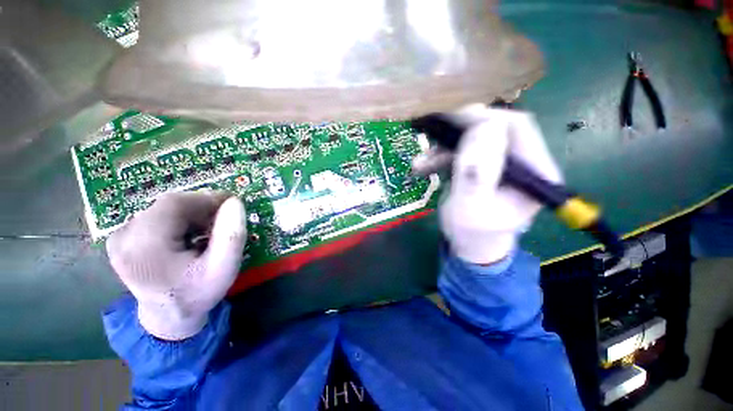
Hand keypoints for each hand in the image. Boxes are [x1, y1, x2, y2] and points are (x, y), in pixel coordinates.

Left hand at [106, 191, 246, 339]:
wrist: (169, 316)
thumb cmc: (198, 293)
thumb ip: (232, 235)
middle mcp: (123, 238)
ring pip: (163, 209)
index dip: (206, 199)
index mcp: (144, 248)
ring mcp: (119, 237)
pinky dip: (179, 219)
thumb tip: (234, 202)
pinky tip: (190, 235)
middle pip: (168, 205)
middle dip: (201, 208)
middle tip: (223, 220)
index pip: (175, 204)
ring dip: (192, 214)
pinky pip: (156, 216)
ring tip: (208, 231)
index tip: (232, 204)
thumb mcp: (225, 268)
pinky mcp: (122, 238)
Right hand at [413, 104, 562, 264]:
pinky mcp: (485, 165)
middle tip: (432, 131)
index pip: (517, 129)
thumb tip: (481, 128)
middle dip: (459, 131)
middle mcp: (524, 162)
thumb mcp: (470, 208)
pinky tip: (423, 166)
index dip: (485, 117)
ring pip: (474, 140)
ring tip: (420, 163)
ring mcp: (503, 163)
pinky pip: (463, 151)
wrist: (470, 244)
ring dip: (444, 148)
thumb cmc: (472, 233)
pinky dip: (442, 156)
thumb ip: (476, 174)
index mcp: (535, 173)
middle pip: (494, 129)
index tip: (452, 115)